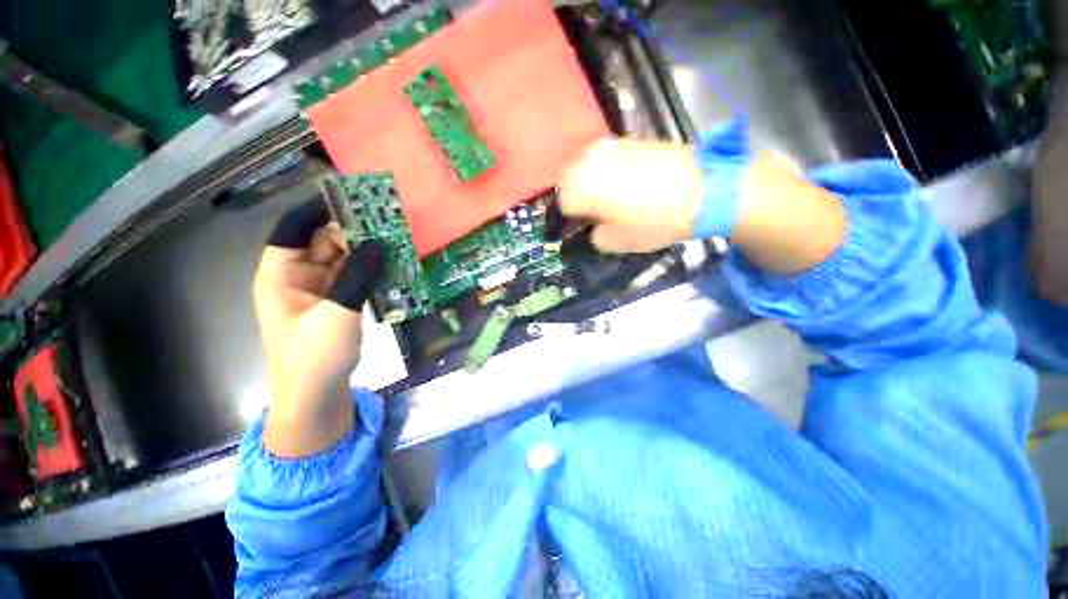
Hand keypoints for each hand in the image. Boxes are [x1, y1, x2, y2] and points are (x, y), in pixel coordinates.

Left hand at [253, 200, 384, 457]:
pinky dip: (372, 269)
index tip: (352, 197)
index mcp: (280, 274)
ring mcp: (320, 289)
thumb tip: (379, 242)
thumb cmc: (315, 356)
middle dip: (352, 230)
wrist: (317, 396)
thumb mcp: (337, 314)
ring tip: (396, 237)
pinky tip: (393, 263)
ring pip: (343, 259)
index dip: (319, 210)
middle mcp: (298, 276)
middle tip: (387, 219)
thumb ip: (358, 276)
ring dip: (366, 250)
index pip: (294, 229)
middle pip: (323, 241)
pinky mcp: (338, 301)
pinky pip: (355, 276)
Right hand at [558, 118, 748, 252]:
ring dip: (588, 182)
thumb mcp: (618, 242)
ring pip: (584, 166)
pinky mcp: (626, 139)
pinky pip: (602, 157)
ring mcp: (608, 146)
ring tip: (606, 197)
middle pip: (568, 180)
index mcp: (581, 188)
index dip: (571, 219)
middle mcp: (588, 161)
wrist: (703, 189)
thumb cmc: (655, 222)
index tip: (582, 227)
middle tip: (592, 212)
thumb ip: (595, 237)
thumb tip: (592, 228)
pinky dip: (603, 170)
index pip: (562, 204)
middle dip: (575, 196)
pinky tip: (620, 181)